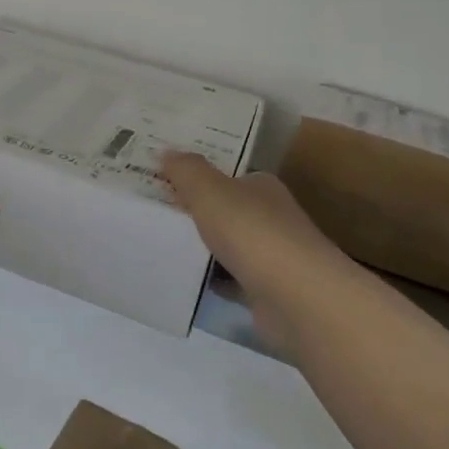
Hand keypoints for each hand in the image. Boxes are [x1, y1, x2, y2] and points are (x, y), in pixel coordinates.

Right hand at [161, 152, 367, 341]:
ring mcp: (271, 256)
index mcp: (262, 187)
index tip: (162, 181)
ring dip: (201, 247)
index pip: (227, 176)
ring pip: (227, 246)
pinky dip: (210, 279)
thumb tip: (165, 151)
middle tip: (152, 212)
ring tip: (159, 243)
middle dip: (194, 212)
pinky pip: (229, 279)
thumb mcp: (209, 190)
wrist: (296, 297)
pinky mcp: (266, 290)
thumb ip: (186, 170)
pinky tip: (184, 278)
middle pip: (225, 211)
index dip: (196, 178)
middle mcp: (271, 217)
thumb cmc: (251, 232)